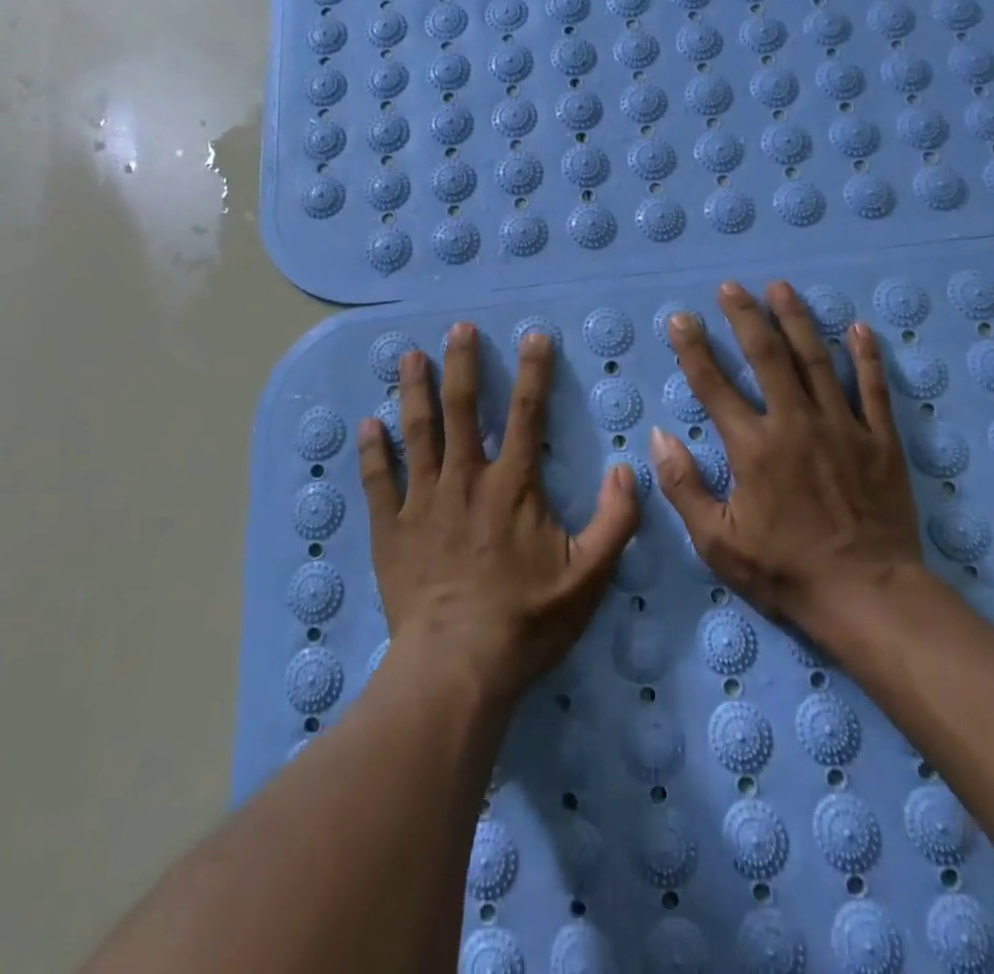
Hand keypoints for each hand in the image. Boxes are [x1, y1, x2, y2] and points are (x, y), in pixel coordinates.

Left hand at [359, 323, 639, 701]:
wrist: (457, 664)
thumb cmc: (526, 619)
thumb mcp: (589, 576)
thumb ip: (615, 520)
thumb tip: (627, 469)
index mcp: (513, 484)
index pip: (527, 412)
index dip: (534, 371)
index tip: (533, 335)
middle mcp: (466, 479)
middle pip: (462, 408)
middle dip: (463, 364)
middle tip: (459, 328)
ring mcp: (423, 500)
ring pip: (417, 432)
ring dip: (414, 391)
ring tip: (410, 355)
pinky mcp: (391, 527)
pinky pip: (378, 480)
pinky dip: (372, 450)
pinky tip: (366, 423)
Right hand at [651, 281, 923, 632]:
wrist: (868, 596)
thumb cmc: (786, 571)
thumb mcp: (718, 543)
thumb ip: (684, 487)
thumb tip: (660, 436)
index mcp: (753, 448)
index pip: (714, 386)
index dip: (694, 349)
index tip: (681, 319)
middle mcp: (795, 424)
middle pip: (767, 357)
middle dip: (746, 317)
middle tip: (731, 287)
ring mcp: (842, 427)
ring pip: (817, 360)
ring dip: (797, 320)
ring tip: (781, 288)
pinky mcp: (880, 440)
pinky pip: (874, 388)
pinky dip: (867, 356)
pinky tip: (859, 327)